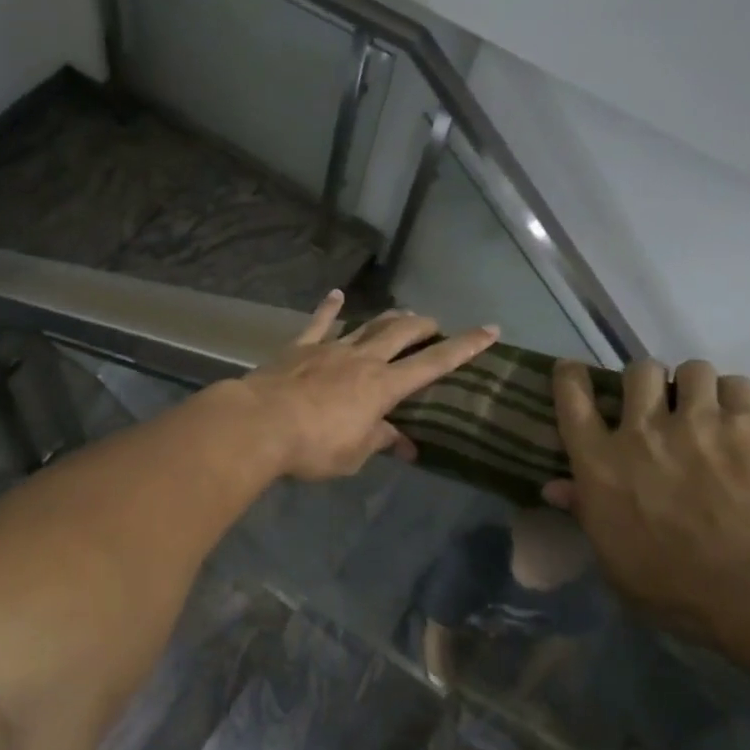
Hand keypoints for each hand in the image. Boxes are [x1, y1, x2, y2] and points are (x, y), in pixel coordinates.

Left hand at [240, 293, 498, 480]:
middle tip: (435, 326)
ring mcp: (331, 348)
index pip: (434, 363)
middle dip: (424, 326)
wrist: (260, 423)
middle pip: (402, 333)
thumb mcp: (354, 454)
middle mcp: (363, 359)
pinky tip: (335, 295)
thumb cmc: (313, 446)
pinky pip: (318, 322)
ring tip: (402, 314)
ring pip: (368, 325)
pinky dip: (328, 308)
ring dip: (388, 318)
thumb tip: (404, 443)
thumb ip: (380, 441)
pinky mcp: (300, 347)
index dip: (465, 347)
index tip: (490, 330)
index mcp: (383, 386)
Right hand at [542, 359, 749, 648]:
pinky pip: (739, 385)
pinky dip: (737, 398)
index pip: (573, 400)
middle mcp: (642, 431)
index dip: (571, 377)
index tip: (573, 371)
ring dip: (696, 386)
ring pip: (692, 370)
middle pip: (638, 372)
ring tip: (709, 409)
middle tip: (661, 402)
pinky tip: (744, 420)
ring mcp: (698, 422)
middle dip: (648, 381)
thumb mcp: (614, 558)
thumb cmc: (677, 588)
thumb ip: (586, 513)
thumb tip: (554, 488)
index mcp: (600, 463)